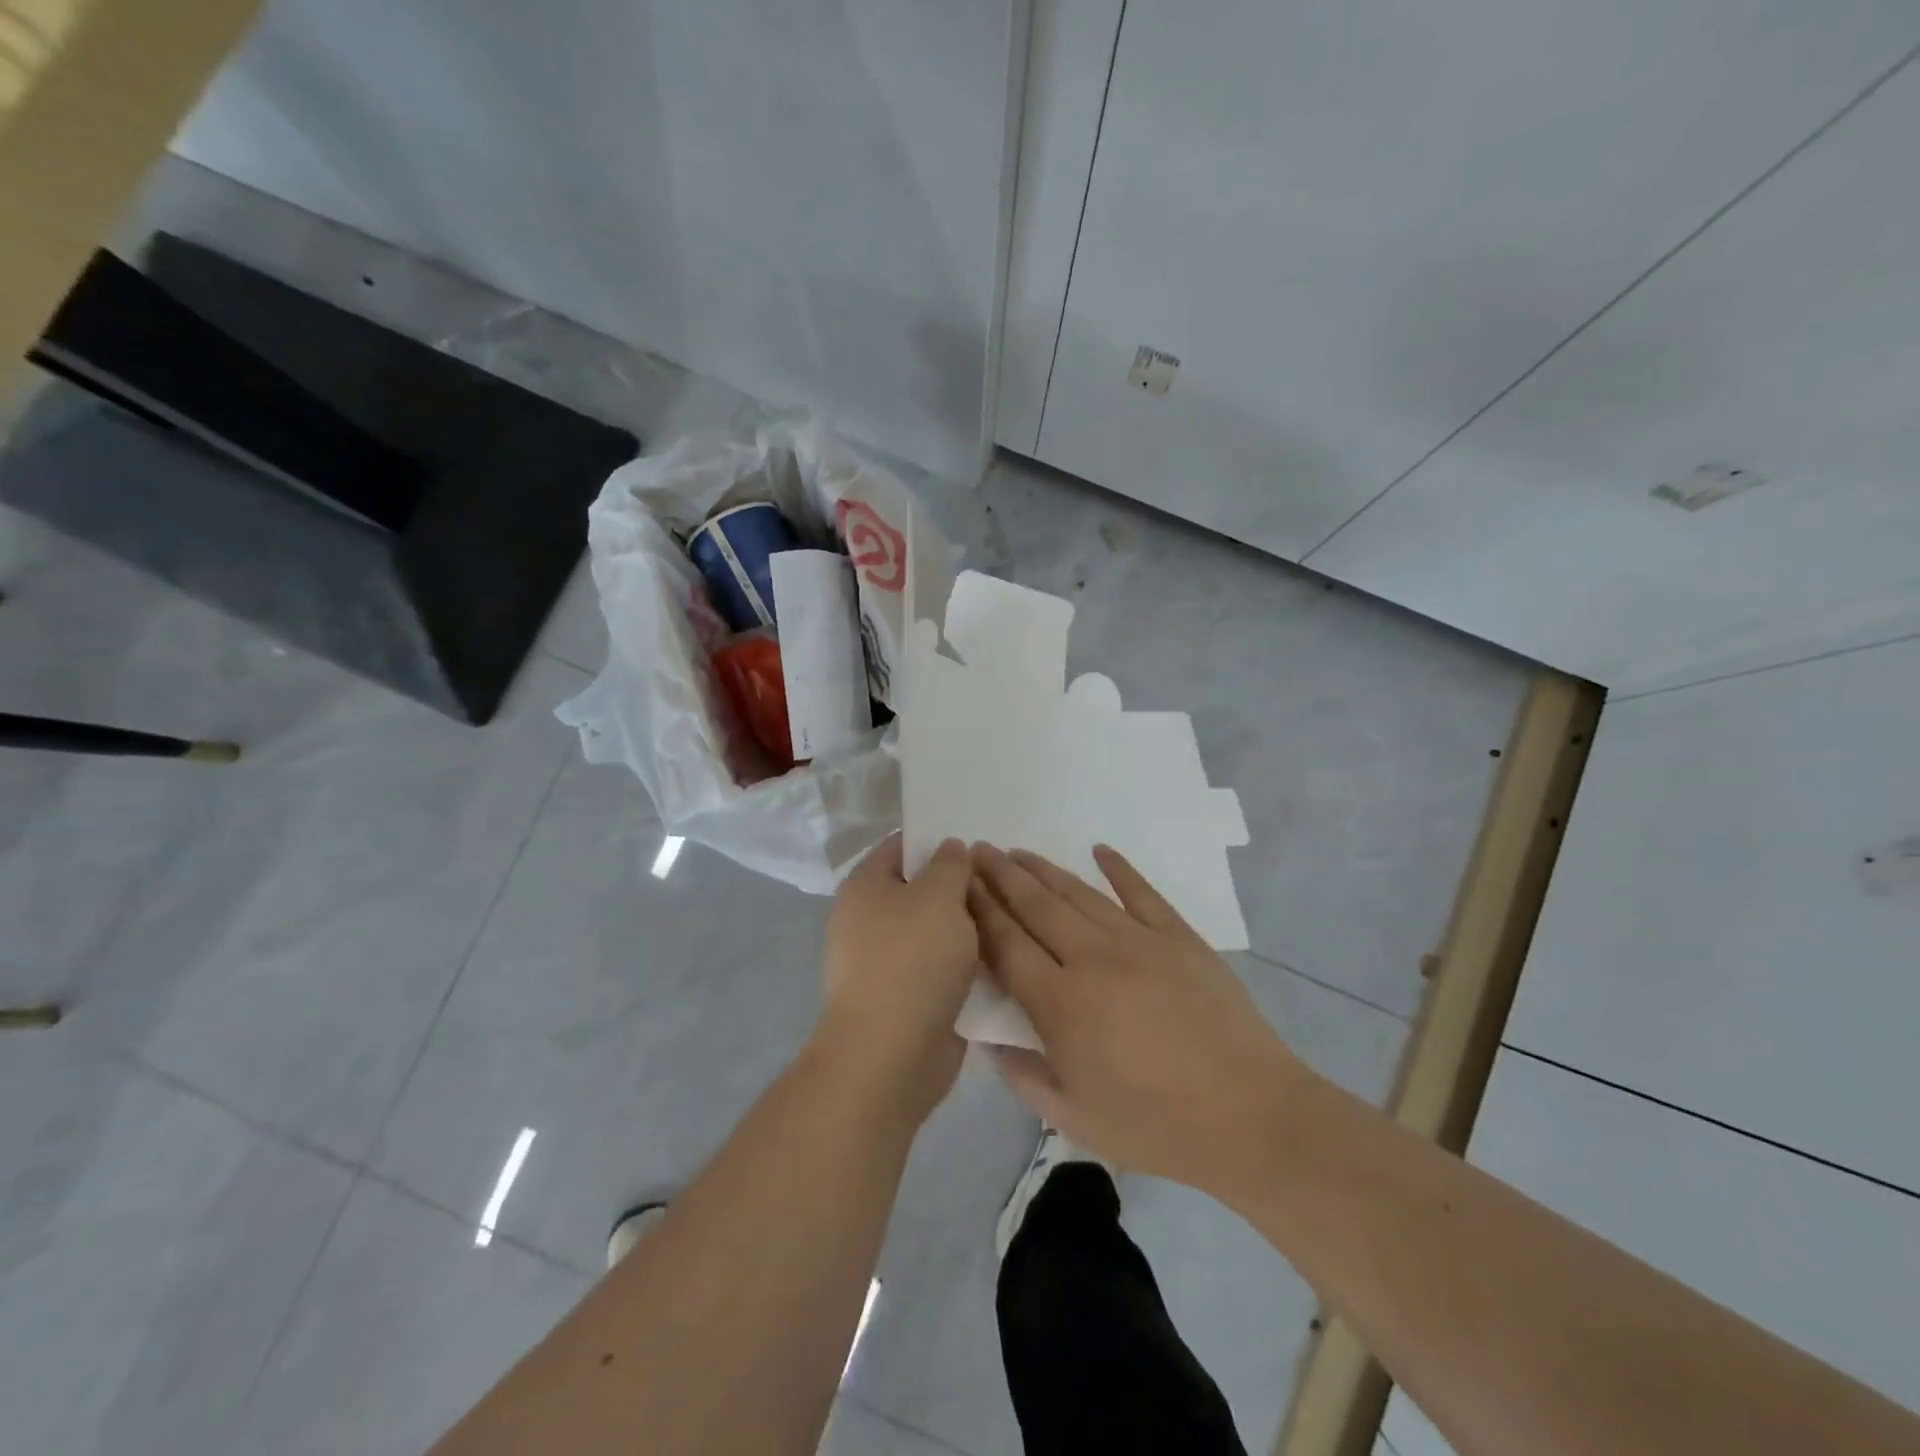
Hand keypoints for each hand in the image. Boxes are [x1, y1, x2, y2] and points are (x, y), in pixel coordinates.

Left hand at [817, 834, 979, 1123]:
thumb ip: (951, 865)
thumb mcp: (939, 896)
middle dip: (960, 887)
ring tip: (1010, 919)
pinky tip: (1000, 960)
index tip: (979, 844)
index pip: (901, 845)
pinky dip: (963, 965)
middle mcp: (868, 920)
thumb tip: (950, 849)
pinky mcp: (904, 998)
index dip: (938, 840)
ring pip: (934, 932)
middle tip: (1003, 883)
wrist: (890, 1055)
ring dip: (967, 929)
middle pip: (920, 889)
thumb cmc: (912, 961)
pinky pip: (938, 969)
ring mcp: (884, 962)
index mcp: (866, 886)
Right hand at [968, 843, 1308, 1197]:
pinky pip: (1141, 892)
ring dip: (1044, 870)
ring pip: (1079, 894)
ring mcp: (1139, 941)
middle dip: (1002, 876)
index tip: (960, 886)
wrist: (1250, 1116)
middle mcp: (1093, 959)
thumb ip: (1022, 1076)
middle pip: (1036, 906)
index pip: (1007, 945)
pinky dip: (1118, 868)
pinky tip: (1099, 850)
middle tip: (978, 850)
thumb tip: (988, 1040)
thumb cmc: (1156, 1125)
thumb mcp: (1074, 1119)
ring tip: (1018, 852)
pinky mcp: (1178, 936)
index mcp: (1062, 1004)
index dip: (980, 912)